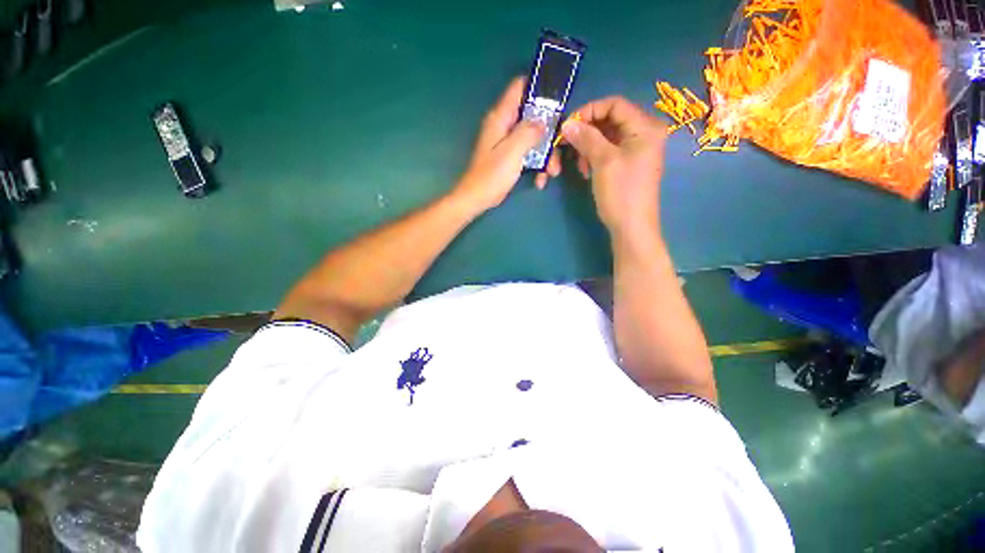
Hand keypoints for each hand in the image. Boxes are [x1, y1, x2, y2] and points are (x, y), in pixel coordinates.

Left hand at [453, 78, 558, 213]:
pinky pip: (528, 153)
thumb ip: (528, 132)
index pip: (519, 87)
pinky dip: (536, 165)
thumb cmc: (492, 175)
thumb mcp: (512, 151)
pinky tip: (539, 180)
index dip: (539, 87)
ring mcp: (507, 142)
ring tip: (551, 173)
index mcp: (501, 117)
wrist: (477, 199)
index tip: (558, 98)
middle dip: (549, 133)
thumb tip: (543, 121)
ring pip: (534, 138)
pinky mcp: (510, 157)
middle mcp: (504, 125)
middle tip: (558, 150)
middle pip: (533, 117)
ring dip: (545, 154)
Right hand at [560, 96, 666, 239]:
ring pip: (605, 136)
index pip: (614, 104)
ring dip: (588, 147)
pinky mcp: (627, 163)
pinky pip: (607, 150)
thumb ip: (586, 138)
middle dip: (586, 133)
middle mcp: (643, 133)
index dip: (589, 111)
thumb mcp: (603, 161)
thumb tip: (567, 123)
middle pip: (609, 120)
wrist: (631, 226)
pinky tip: (586, 171)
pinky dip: (594, 157)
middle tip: (569, 147)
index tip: (568, 126)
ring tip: (580, 166)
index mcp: (645, 127)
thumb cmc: (621, 192)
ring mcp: (635, 149)